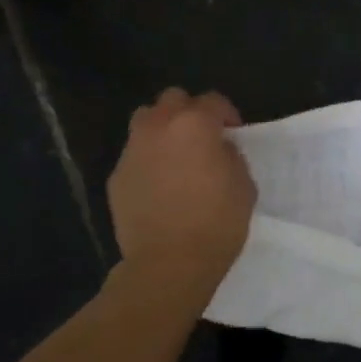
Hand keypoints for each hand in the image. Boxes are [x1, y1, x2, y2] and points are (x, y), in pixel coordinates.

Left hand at [109, 88, 256, 288]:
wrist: (168, 263)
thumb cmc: (217, 223)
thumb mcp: (244, 185)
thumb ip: (231, 156)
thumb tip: (219, 149)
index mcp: (195, 124)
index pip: (213, 101)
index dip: (227, 114)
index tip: (233, 133)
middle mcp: (159, 127)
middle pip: (173, 99)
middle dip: (189, 111)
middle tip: (202, 137)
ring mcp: (133, 150)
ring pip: (145, 120)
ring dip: (162, 129)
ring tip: (175, 155)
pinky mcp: (116, 175)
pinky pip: (134, 155)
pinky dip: (148, 160)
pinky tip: (159, 186)